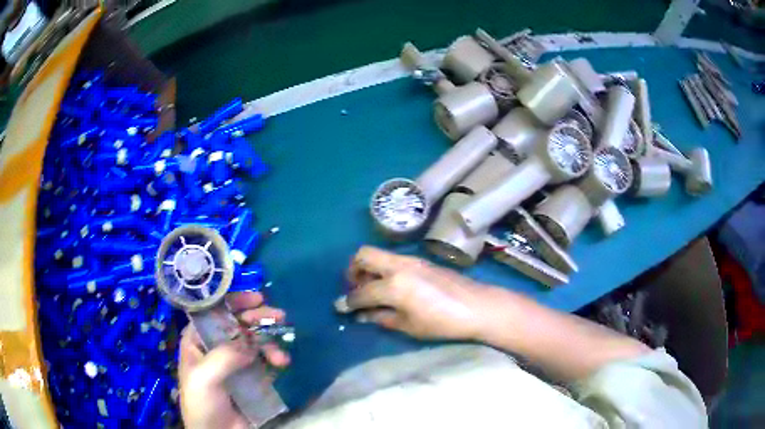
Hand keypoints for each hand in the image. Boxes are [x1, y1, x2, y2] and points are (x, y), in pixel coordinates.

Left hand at [179, 292, 289, 428]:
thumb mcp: (204, 378)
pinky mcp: (251, 376)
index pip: (213, 312)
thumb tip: (250, 342)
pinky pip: (264, 360)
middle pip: (237, 323)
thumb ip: (224, 357)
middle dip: (257, 318)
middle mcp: (215, 346)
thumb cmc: (202, 403)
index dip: (233, 301)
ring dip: (269, 343)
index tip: (256, 298)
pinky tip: (282, 364)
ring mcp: (234, 362)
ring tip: (281, 357)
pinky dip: (274, 358)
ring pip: (254, 341)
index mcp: (197, 341)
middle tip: (279, 316)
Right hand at [335, 246, 491, 339]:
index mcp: (393, 285)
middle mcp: (398, 266)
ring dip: (368, 268)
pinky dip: (383, 269)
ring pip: (379, 255)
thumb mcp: (409, 326)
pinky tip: (391, 287)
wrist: (477, 306)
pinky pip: (393, 259)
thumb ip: (381, 318)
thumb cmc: (442, 322)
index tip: (340, 308)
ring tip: (372, 290)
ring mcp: (411, 260)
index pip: (362, 292)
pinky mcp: (421, 261)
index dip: (348, 302)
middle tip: (355, 289)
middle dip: (352, 271)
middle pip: (364, 255)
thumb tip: (361, 315)